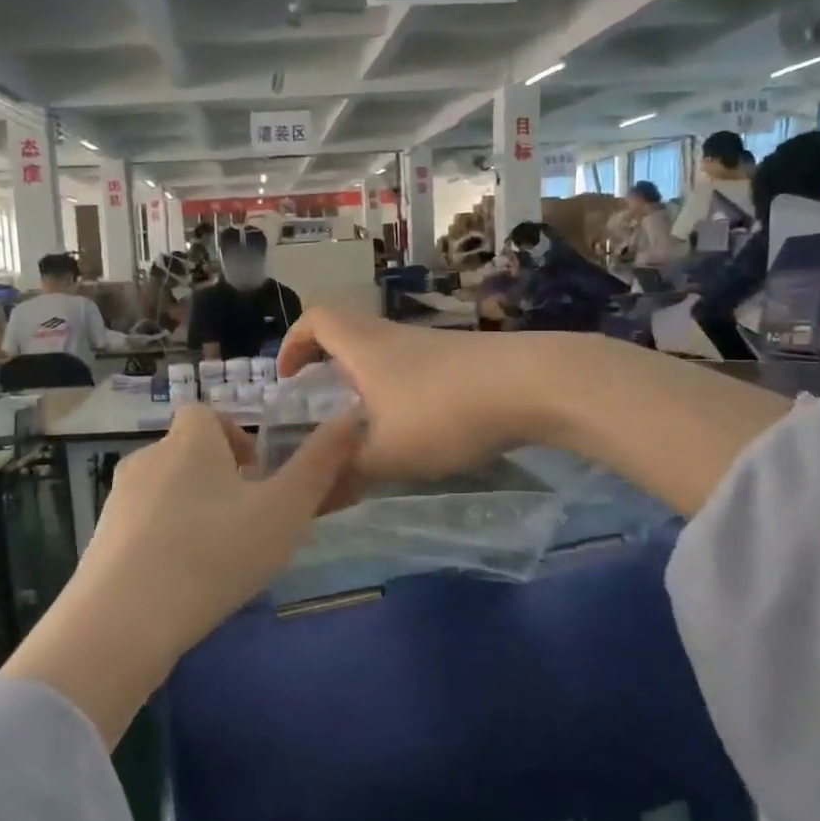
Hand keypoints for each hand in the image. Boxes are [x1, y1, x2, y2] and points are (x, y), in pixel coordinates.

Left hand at [74, 407, 361, 656]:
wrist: (123, 621)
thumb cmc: (215, 552)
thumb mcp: (284, 510)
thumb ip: (320, 463)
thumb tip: (352, 415)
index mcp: (189, 441)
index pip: (205, 414)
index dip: (232, 435)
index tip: (256, 473)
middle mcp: (147, 459)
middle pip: (186, 452)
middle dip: (217, 477)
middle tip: (247, 519)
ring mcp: (118, 501)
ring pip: (163, 491)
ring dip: (191, 509)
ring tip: (218, 554)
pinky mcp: (101, 541)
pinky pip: (141, 526)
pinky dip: (163, 540)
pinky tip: (183, 581)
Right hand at [277, 308, 530, 482]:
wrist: (532, 385)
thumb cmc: (443, 412)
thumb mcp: (386, 455)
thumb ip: (345, 476)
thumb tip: (312, 501)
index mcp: (364, 346)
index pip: (316, 319)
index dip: (293, 342)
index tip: (287, 377)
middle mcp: (394, 336)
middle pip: (349, 331)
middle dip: (327, 362)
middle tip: (320, 399)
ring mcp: (432, 345)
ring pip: (384, 351)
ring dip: (365, 378)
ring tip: (366, 423)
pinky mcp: (463, 359)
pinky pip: (414, 367)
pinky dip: (399, 389)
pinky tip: (415, 426)